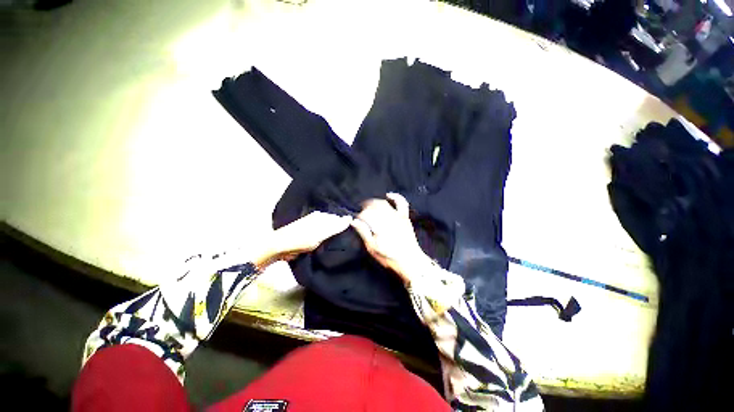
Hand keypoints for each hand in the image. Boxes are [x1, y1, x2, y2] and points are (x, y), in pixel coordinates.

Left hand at [255, 211, 352, 268]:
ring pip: (328, 230)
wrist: (280, 247)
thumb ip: (336, 226)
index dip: (347, 224)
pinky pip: (322, 236)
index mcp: (321, 216)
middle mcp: (318, 219)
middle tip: (351, 237)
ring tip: (344, 241)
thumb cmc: (302, 239)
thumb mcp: (321, 233)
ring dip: (334, 235)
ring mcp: (312, 227)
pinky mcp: (309, 235)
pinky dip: (327, 239)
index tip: (355, 231)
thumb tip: (351, 218)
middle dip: (341, 229)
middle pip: (334, 223)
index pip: (339, 217)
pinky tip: (332, 244)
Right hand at [350, 193, 431, 282]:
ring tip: (369, 206)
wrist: (410, 260)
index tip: (356, 220)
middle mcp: (388, 218)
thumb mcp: (372, 248)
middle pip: (373, 206)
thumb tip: (354, 221)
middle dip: (365, 207)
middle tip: (360, 212)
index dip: (359, 216)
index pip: (365, 214)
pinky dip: (395, 197)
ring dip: (374, 202)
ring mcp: (398, 216)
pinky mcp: (405, 216)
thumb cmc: (389, 256)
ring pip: (384, 203)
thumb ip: (363, 232)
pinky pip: (401, 202)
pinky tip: (388, 195)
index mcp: (379, 226)